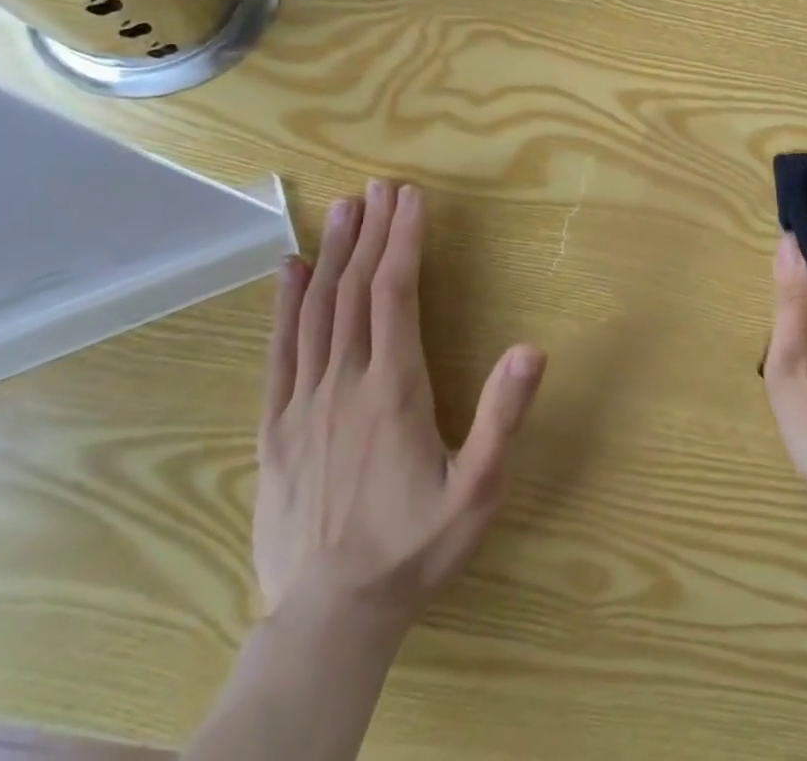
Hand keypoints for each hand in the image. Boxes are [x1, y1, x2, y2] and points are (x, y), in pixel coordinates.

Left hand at [255, 181, 546, 628]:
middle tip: (380, 186)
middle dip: (371, 232)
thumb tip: (532, 348)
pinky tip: (290, 270)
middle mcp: (344, 382)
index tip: (412, 197)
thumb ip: (502, 418)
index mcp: (393, 389)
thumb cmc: (413, 548)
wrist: (328, 620)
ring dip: (333, 253)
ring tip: (344, 209)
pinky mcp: (274, 427)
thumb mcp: (476, 491)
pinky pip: (279, 352)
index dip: (404, 240)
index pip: (396, 294)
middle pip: (355, 289)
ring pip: (316, 310)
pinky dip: (285, 304)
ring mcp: (302, 403)